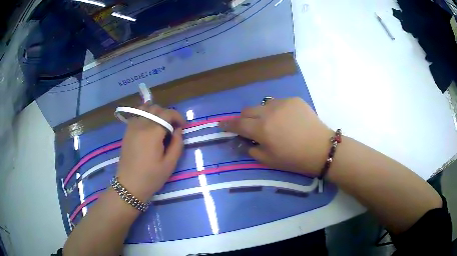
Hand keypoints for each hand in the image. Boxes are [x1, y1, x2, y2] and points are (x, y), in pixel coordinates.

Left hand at [116, 104, 184, 201]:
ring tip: (160, 124)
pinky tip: (149, 127)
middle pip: (156, 108)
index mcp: (152, 133)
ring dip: (155, 112)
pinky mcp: (127, 131)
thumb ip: (177, 144)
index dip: (178, 116)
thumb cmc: (151, 177)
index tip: (182, 126)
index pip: (167, 113)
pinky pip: (137, 115)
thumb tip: (178, 130)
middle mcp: (141, 125)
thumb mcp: (169, 164)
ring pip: (145, 108)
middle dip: (167, 114)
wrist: (129, 185)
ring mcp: (132, 127)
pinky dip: (145, 115)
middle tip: (172, 127)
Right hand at [220, 97, 331, 175]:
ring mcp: (282, 103)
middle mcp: (268, 112)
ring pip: (263, 105)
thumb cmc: (295, 159)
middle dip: (244, 119)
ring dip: (261, 113)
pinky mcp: (294, 100)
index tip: (221, 124)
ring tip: (271, 123)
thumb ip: (252, 150)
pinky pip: (278, 103)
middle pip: (247, 110)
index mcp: (261, 129)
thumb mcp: (269, 160)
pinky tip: (286, 119)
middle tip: (249, 127)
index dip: (227, 124)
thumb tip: (246, 142)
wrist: (321, 148)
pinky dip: (276, 110)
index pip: (237, 124)